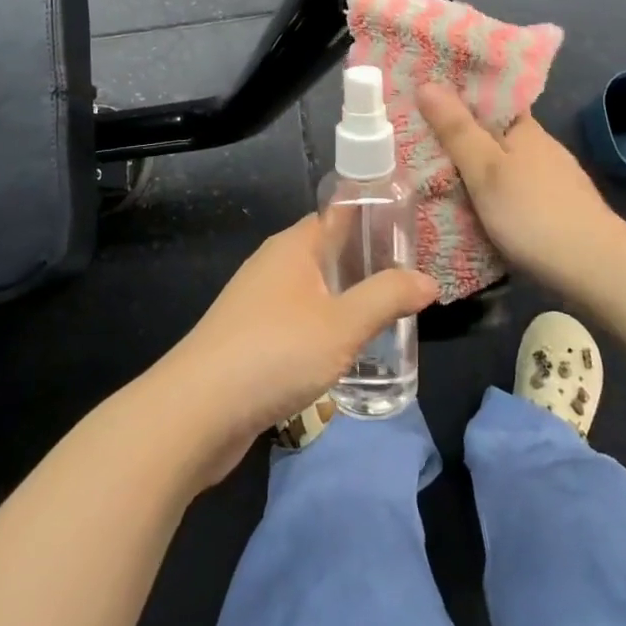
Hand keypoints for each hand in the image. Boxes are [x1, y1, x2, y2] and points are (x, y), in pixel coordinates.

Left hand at [156, 215, 437, 487]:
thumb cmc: (275, 353)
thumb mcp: (343, 324)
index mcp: (293, 246)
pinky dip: (325, 328)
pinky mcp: (250, 339)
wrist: (197, 411)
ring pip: (314, 291)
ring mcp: (257, 303)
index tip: (409, 234)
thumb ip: (388, 298)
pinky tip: (346, 352)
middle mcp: (273, 265)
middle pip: (328, 254)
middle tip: (410, 283)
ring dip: (347, 301)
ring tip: (389, 318)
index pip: (337, 215)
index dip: (372, 219)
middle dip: (367, 265)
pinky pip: (298, 322)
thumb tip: (428, 280)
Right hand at [417, 82, 625, 295]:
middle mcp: (540, 147)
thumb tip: (426, 83)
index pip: (488, 99)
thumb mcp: (485, 170)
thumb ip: (456, 130)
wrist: (596, 269)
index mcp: (523, 128)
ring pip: (503, 163)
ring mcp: (551, 179)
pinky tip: (473, 206)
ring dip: (474, 166)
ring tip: (433, 173)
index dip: (456, 96)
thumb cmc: (534, 213)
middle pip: (492, 132)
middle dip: (460, 134)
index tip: (421, 99)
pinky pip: (512, 188)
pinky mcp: (555, 208)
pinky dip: (490, 191)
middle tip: (413, 140)